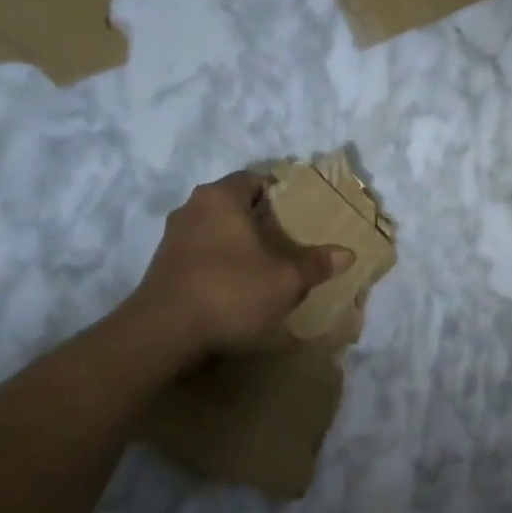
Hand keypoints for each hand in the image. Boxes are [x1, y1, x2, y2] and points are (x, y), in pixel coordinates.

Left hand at [113, 171, 350, 367]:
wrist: (165, 333)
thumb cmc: (231, 291)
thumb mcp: (286, 280)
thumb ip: (316, 264)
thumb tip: (346, 253)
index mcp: (220, 197)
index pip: (255, 179)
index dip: (281, 193)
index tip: (302, 213)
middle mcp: (192, 208)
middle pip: (236, 205)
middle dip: (263, 221)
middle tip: (292, 241)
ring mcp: (174, 238)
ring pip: (217, 230)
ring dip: (241, 244)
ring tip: (269, 266)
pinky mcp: (164, 266)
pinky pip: (203, 254)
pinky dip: (223, 263)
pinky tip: (240, 286)